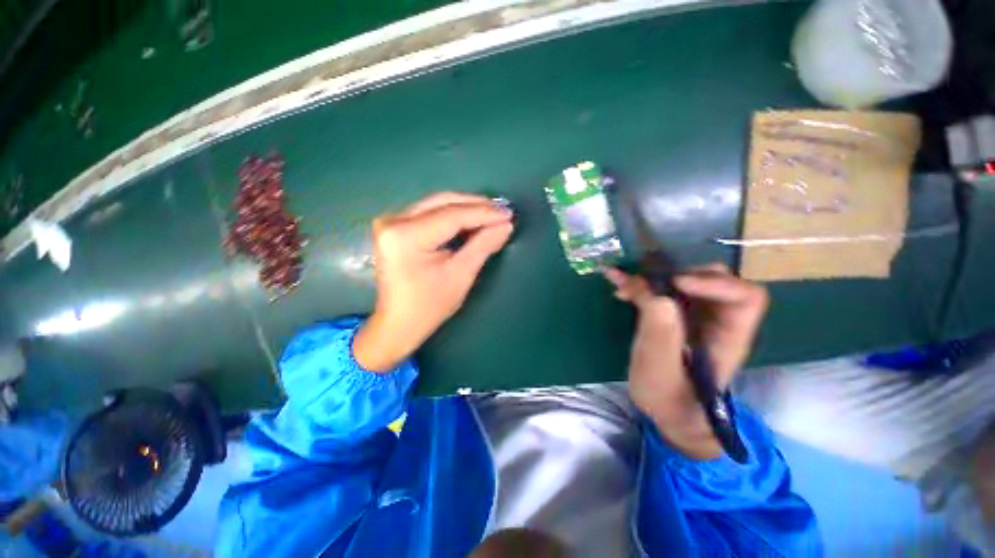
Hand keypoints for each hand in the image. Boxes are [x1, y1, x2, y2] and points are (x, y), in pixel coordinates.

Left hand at [353, 193, 513, 371]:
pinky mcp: (394, 227)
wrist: (398, 323)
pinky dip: (452, 216)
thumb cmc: (429, 306)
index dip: (484, 213)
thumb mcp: (460, 275)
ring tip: (491, 215)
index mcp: (406, 236)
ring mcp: (390, 222)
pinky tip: (471, 220)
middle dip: (475, 206)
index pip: (452, 215)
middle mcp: (393, 221)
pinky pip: (429, 213)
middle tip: (502, 212)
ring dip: (465, 209)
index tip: (508, 214)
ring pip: (436, 205)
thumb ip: (483, 245)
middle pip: (442, 203)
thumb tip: (505, 225)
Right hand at [604, 263, 767, 458]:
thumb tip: (652, 289)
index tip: (675, 284)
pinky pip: (660, 291)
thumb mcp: (661, 367)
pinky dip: (639, 285)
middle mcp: (716, 320)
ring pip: (682, 281)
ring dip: (652, 277)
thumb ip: (660, 329)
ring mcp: (693, 316)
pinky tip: (618, 285)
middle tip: (645, 280)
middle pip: (713, 279)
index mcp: (729, 336)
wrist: (663, 408)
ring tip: (623, 282)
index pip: (745, 297)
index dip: (714, 283)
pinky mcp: (672, 316)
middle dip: (676, 273)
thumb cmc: (667, 397)